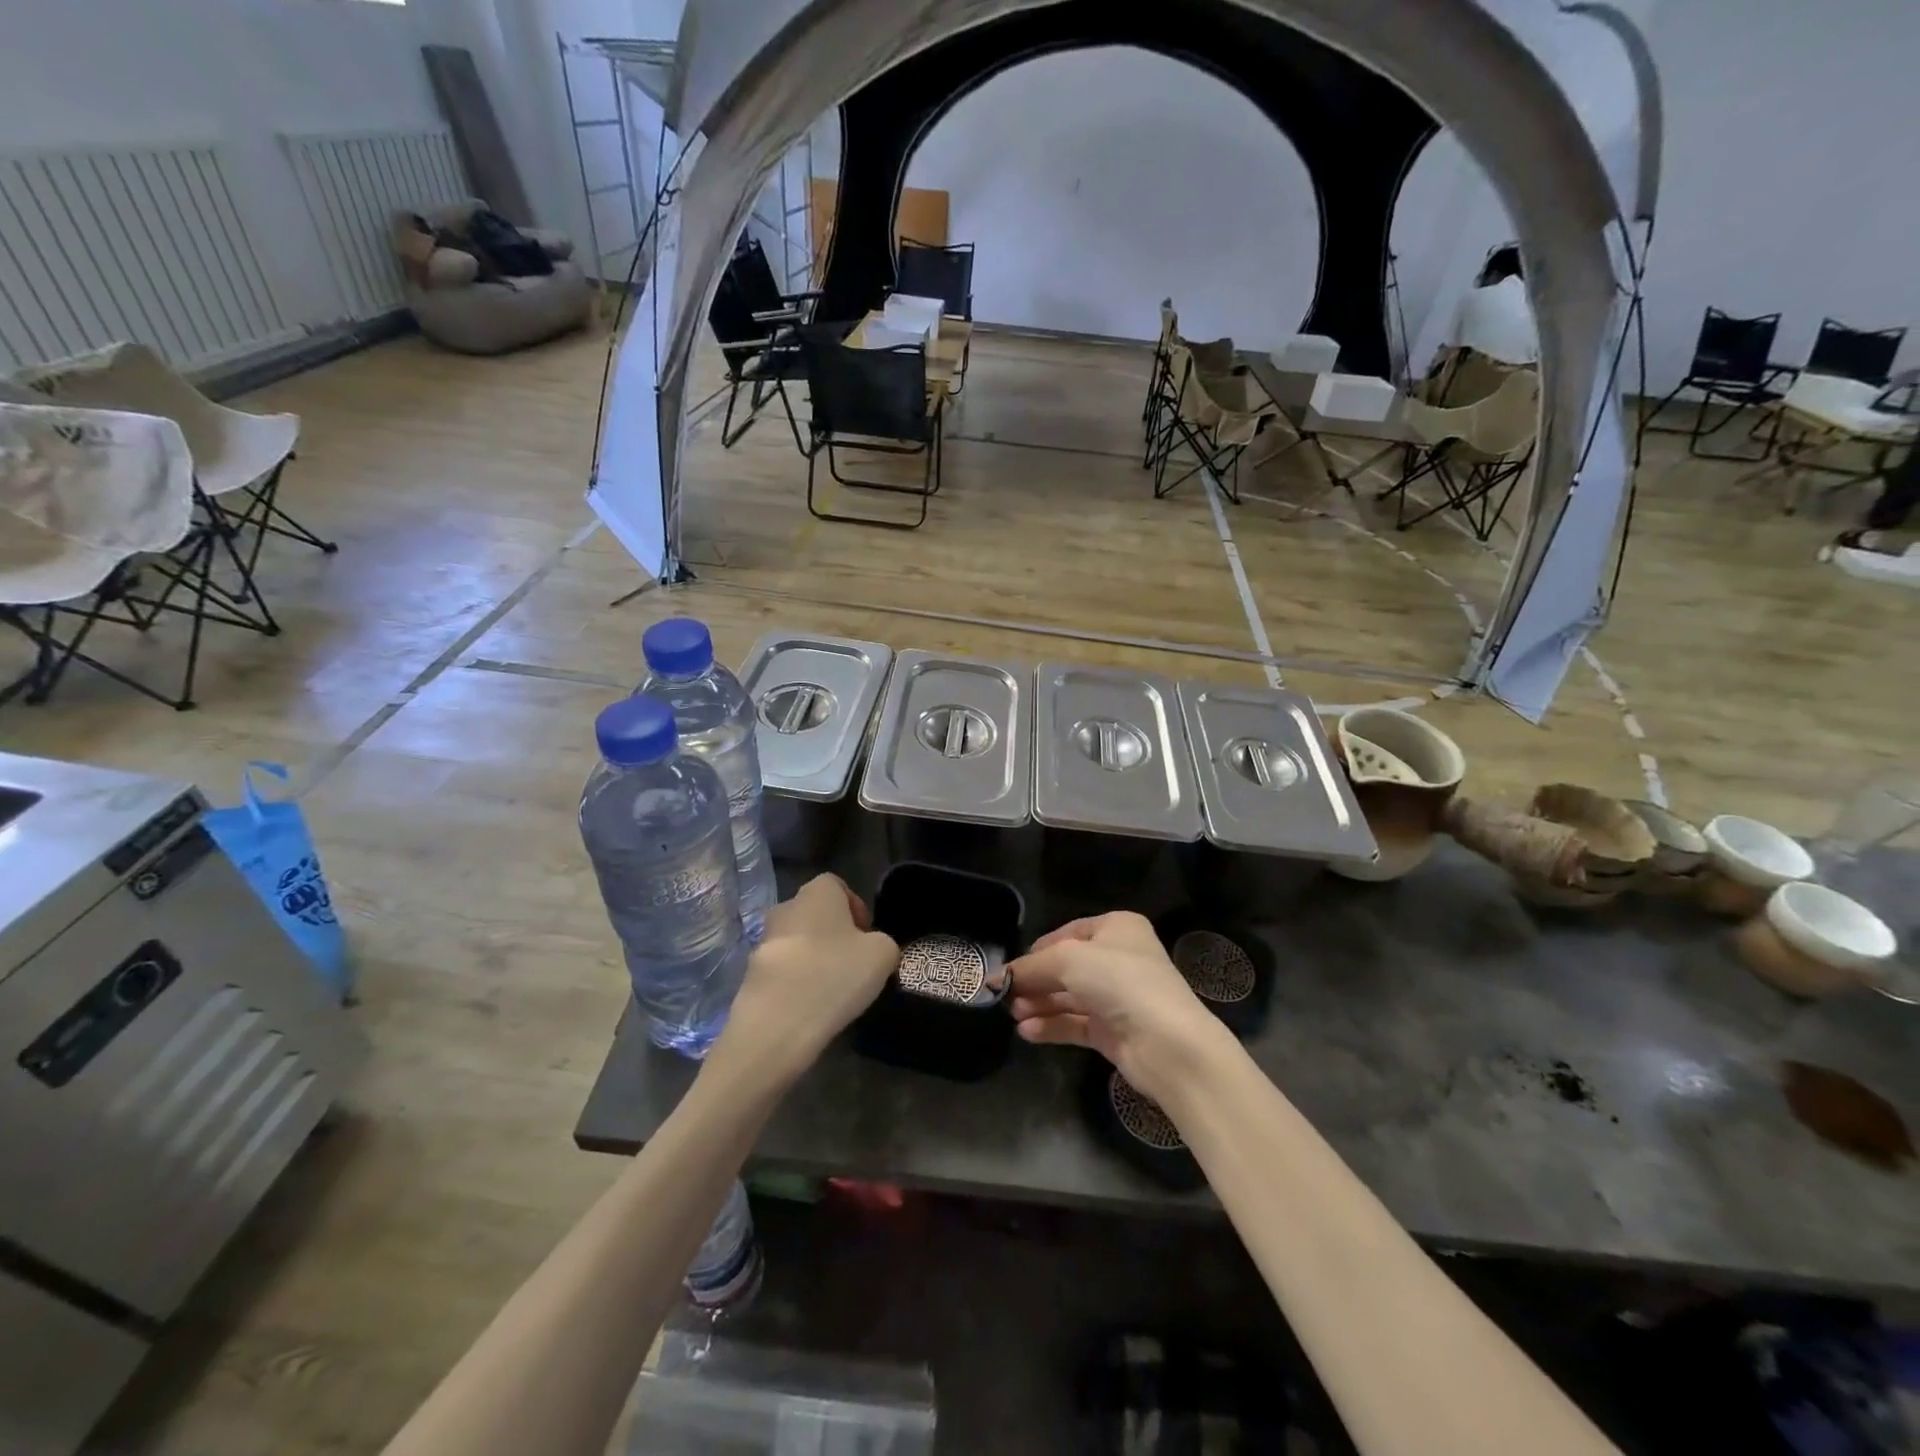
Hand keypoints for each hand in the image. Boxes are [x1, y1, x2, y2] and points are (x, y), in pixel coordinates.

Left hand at [712, 874, 898, 1085]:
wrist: (777, 1024)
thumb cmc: (835, 974)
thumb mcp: (883, 954)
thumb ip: (883, 942)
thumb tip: (873, 948)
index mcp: (817, 892)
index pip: (837, 885)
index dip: (855, 907)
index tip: (867, 936)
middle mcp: (785, 908)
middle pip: (814, 914)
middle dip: (833, 934)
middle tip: (852, 963)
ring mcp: (762, 942)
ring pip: (796, 942)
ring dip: (813, 958)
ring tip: (832, 989)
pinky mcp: (750, 975)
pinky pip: (782, 971)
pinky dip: (796, 983)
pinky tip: (810, 1007)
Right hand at [1008, 911, 1232, 1103]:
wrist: (1168, 1043)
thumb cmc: (1120, 982)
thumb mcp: (1067, 960)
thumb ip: (1030, 967)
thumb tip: (997, 977)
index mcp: (1116, 928)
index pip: (1067, 933)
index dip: (1037, 950)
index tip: (1010, 969)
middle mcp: (1119, 958)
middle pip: (1066, 966)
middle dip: (1035, 980)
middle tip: (1004, 995)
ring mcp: (1118, 997)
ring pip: (1069, 996)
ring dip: (1039, 1004)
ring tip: (1012, 1014)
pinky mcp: (1114, 1031)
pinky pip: (1075, 1023)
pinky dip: (1051, 1026)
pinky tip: (1027, 1032)